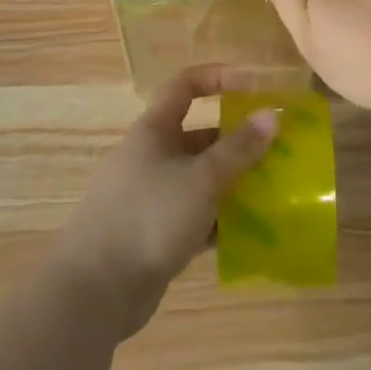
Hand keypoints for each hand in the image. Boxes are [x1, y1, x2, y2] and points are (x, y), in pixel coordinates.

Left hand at [52, 64, 278, 340]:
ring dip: (231, 183)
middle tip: (275, 150)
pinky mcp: (152, 234)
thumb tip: (271, 115)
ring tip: (271, 191)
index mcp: (153, 130)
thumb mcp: (202, 178)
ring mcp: (149, 197)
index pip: (185, 85)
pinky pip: (193, 215)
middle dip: (236, 140)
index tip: (253, 86)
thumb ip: (239, 148)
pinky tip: (248, 233)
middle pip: (198, 136)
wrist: (95, 292)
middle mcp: (150, 157)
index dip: (218, 77)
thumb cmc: (149, 217)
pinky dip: (217, 219)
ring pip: (198, 178)